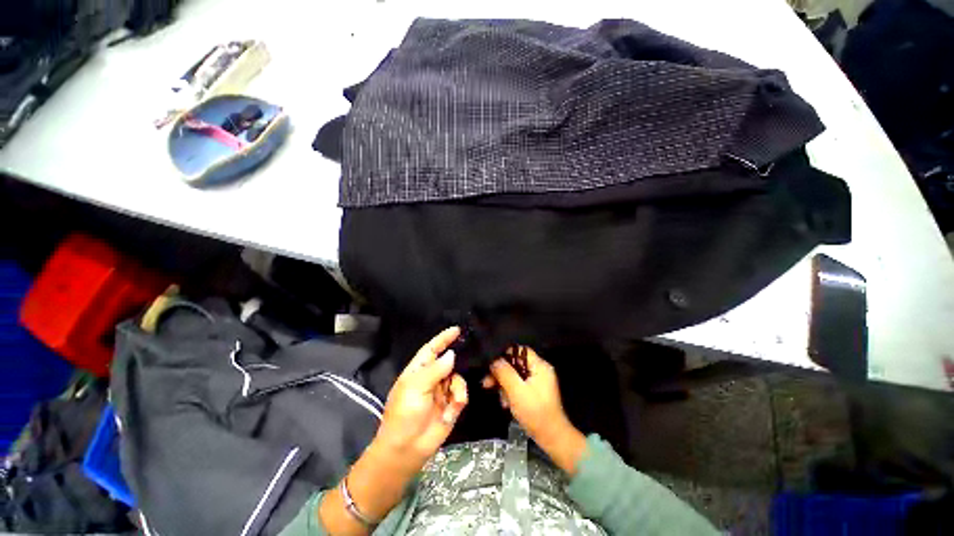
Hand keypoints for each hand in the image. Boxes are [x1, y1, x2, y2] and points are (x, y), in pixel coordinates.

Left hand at [319, 327, 467, 534]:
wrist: (407, 450)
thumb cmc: (404, 414)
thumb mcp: (416, 387)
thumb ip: (436, 369)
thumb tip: (452, 354)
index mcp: (418, 370)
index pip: (432, 348)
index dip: (443, 338)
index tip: (457, 329)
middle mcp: (432, 377)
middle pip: (449, 361)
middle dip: (458, 359)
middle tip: (471, 355)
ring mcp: (442, 391)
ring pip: (458, 377)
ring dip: (458, 387)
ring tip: (454, 400)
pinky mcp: (451, 405)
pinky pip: (461, 393)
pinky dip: (459, 399)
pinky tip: (452, 410)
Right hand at [483, 348, 586, 474]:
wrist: (552, 438)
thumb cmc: (535, 412)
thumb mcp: (516, 391)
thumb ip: (504, 373)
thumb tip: (494, 360)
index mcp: (540, 366)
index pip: (520, 350)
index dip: (505, 355)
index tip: (492, 365)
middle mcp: (540, 370)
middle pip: (515, 364)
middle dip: (501, 374)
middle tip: (487, 383)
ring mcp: (538, 382)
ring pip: (515, 376)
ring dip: (504, 385)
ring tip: (500, 399)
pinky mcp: (535, 392)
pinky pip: (519, 386)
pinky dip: (511, 392)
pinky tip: (506, 404)